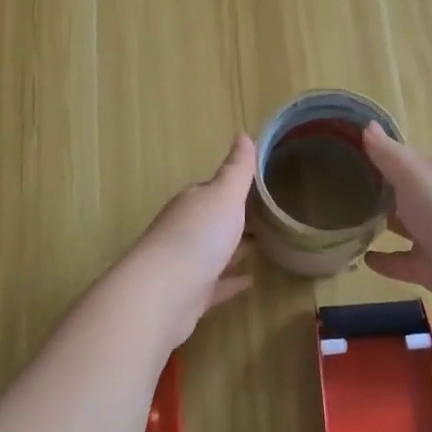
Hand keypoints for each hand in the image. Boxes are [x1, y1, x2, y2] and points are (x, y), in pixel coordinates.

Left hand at [116, 134, 255, 349]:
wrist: (161, 296)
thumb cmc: (196, 237)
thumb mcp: (224, 195)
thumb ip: (237, 169)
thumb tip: (243, 134)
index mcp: (192, 203)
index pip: (213, 189)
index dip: (235, 187)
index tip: (262, 187)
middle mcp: (185, 230)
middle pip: (213, 220)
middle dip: (236, 217)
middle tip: (270, 216)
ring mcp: (185, 265)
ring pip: (214, 252)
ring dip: (234, 248)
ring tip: (265, 245)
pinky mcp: (190, 297)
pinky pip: (216, 285)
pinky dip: (231, 281)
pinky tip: (251, 281)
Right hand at [362, 123, 431, 327]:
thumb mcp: (414, 175)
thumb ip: (388, 154)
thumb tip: (366, 125)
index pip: (402, 159)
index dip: (377, 155)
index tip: (345, 153)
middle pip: (403, 192)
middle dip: (377, 189)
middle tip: (337, 187)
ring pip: (402, 226)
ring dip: (380, 223)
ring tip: (344, 222)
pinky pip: (402, 262)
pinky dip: (385, 260)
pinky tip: (363, 259)